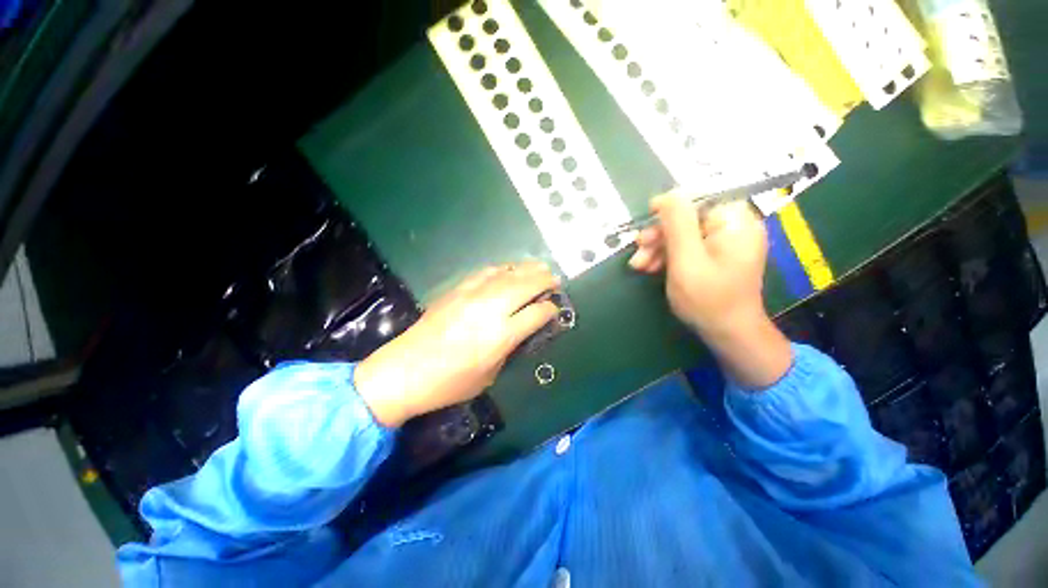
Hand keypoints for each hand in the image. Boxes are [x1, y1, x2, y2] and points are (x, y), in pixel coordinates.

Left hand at [354, 262, 558, 426]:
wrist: (405, 371)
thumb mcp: (490, 375)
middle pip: (526, 285)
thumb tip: (524, 328)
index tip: (555, 308)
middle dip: (545, 280)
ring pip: (508, 274)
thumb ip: (511, 347)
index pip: (537, 313)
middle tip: (555, 279)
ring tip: (540, 268)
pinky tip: (509, 269)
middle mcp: (491, 309)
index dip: (550, 309)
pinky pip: (486, 272)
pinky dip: (503, 268)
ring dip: (527, 269)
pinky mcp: (457, 289)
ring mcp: (472, 295)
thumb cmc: (451, 383)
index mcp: (501, 335)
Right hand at [628, 193, 790, 388]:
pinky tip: (651, 267)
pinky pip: (688, 246)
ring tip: (639, 266)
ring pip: (683, 233)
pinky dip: (668, 256)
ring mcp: (726, 241)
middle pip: (687, 218)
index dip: (668, 209)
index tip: (644, 225)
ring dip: (658, 247)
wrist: (729, 333)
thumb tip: (667, 195)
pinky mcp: (717, 254)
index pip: (697, 199)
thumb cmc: (708, 299)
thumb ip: (677, 224)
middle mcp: (734, 225)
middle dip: (658, 235)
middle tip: (637, 252)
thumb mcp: (686, 260)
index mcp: (734, 221)